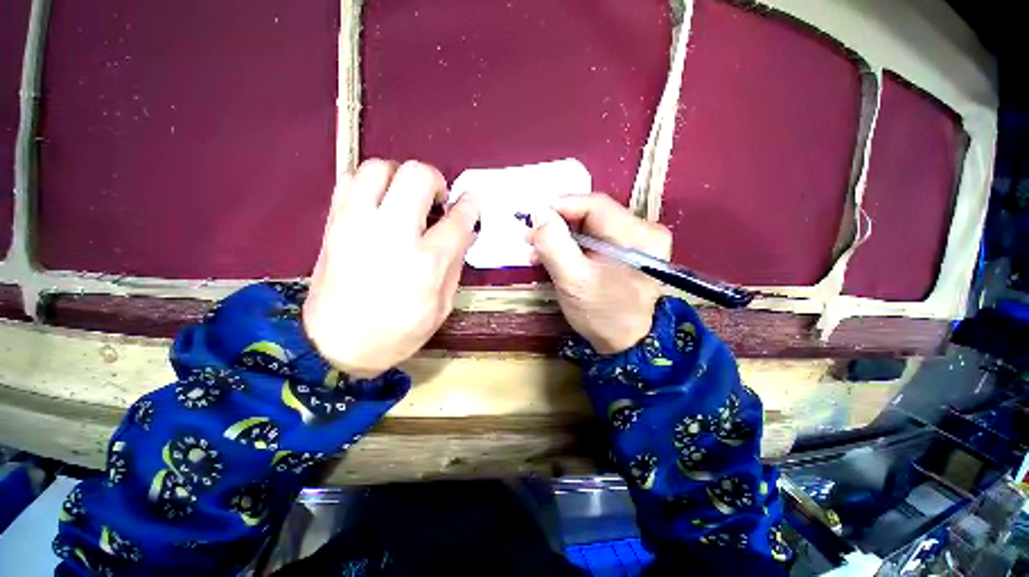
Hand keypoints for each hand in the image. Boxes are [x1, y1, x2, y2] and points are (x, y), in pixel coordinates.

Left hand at [303, 160, 479, 378]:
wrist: (336, 345)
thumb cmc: (399, 332)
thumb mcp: (442, 305)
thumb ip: (456, 263)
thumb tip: (464, 231)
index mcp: (426, 262)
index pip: (457, 218)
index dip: (470, 205)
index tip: (471, 202)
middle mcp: (391, 234)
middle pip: (417, 175)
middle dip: (435, 180)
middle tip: (437, 201)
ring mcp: (356, 224)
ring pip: (379, 167)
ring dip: (400, 176)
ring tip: (406, 198)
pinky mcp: (334, 224)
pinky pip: (350, 181)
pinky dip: (371, 183)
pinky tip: (380, 204)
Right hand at [530, 194, 671, 354]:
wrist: (627, 344)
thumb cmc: (602, 315)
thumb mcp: (573, 281)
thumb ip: (554, 244)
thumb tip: (539, 213)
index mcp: (637, 235)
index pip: (594, 205)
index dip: (559, 207)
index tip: (532, 218)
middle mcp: (642, 231)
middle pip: (591, 215)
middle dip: (557, 224)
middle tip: (529, 237)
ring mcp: (636, 242)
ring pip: (590, 227)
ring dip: (561, 236)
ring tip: (537, 250)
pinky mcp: (627, 253)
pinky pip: (594, 240)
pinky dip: (571, 246)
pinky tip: (553, 256)